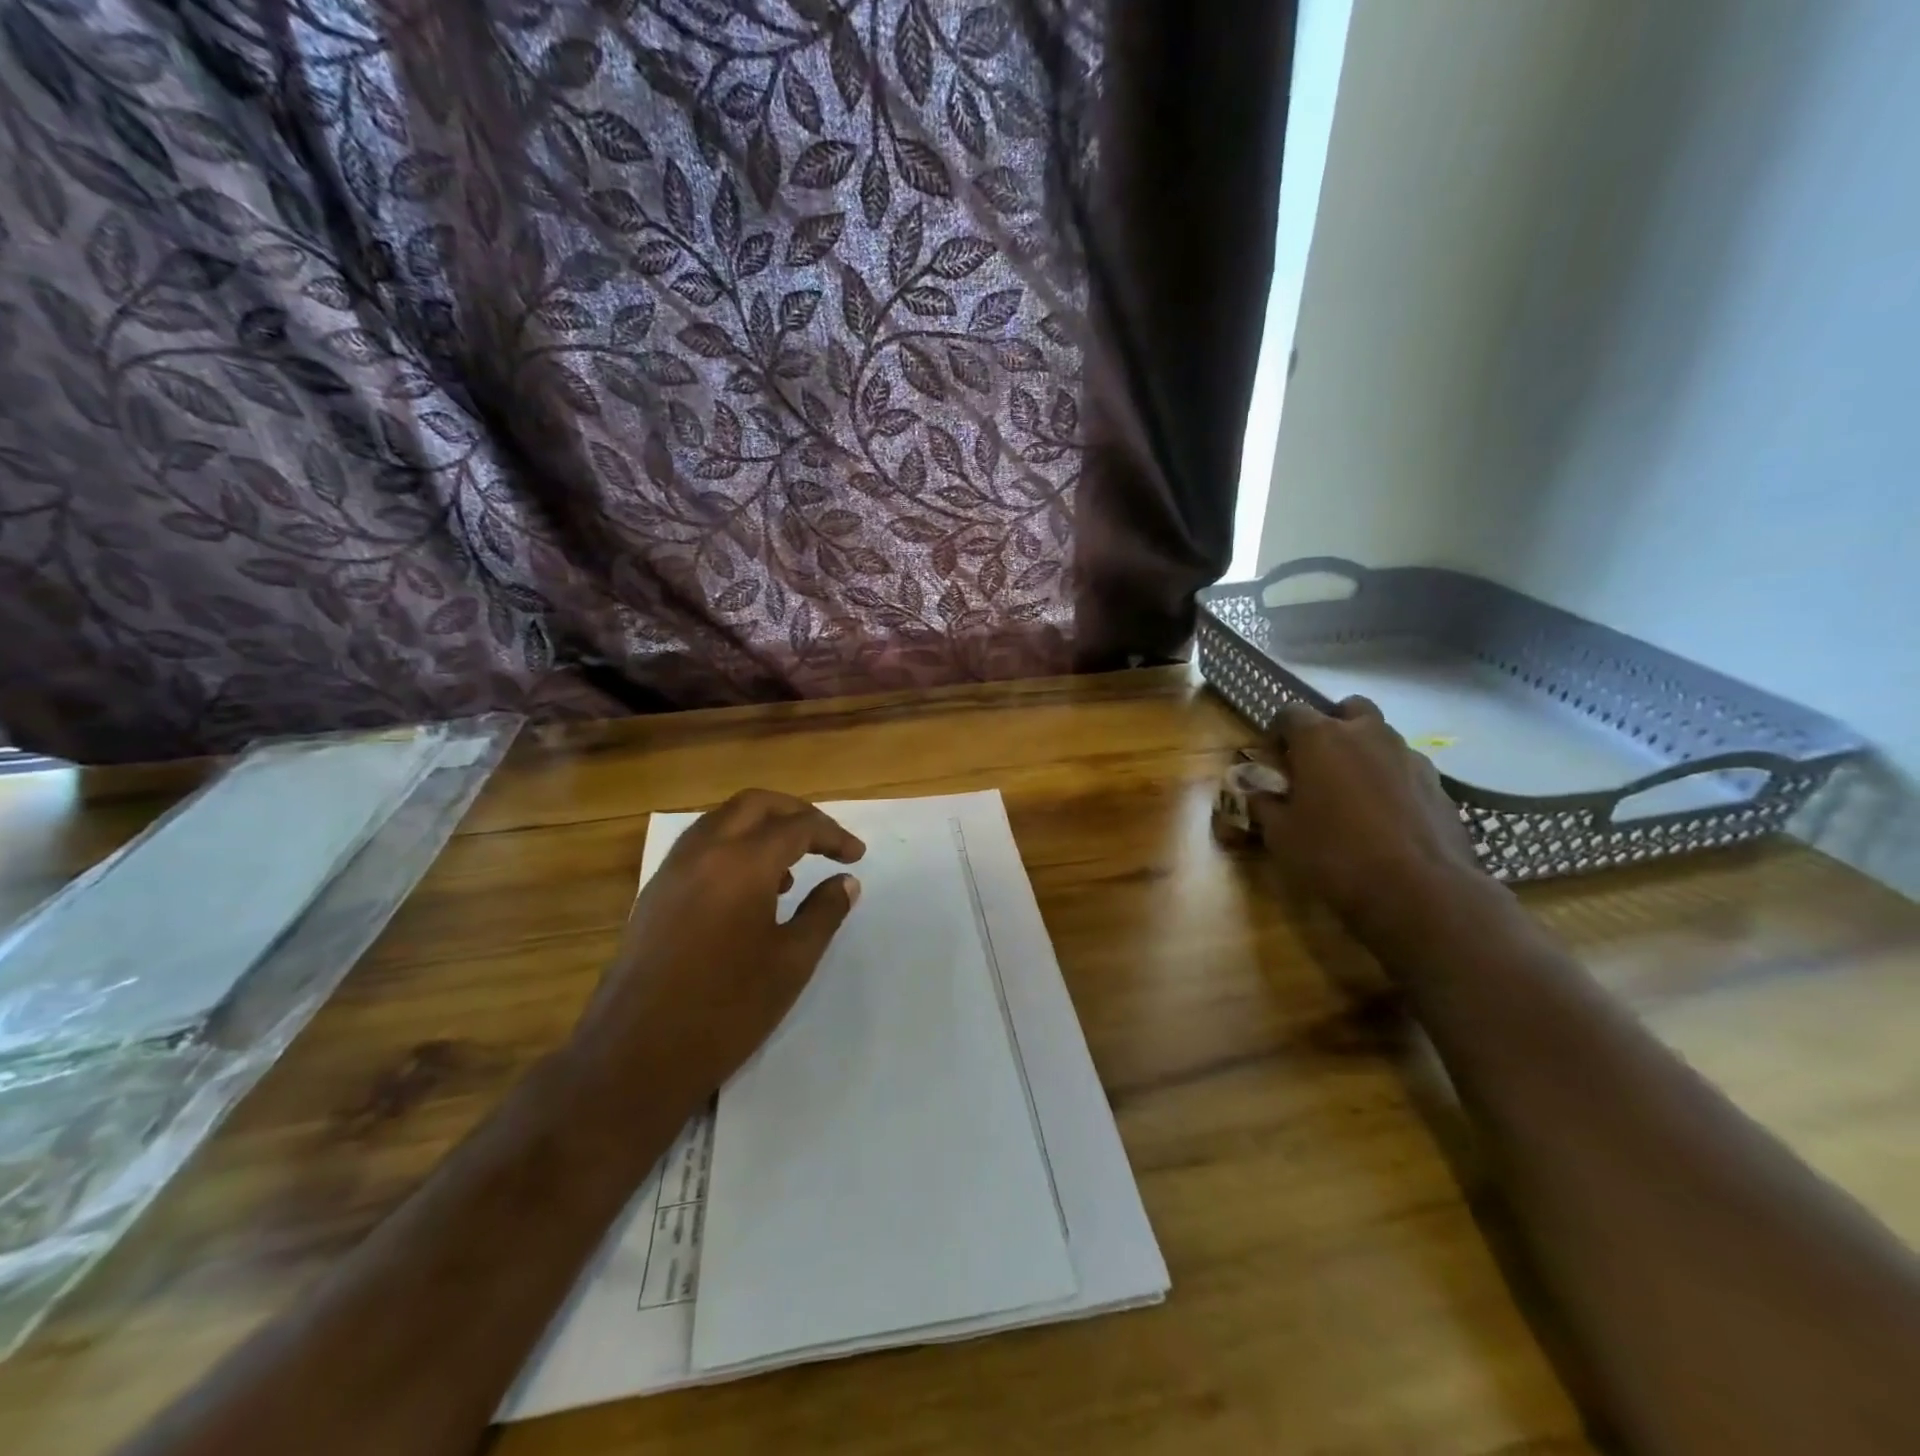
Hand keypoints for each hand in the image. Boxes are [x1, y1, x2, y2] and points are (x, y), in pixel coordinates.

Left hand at [574, 789, 865, 1109]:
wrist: (636, 1055)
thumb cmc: (726, 1008)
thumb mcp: (792, 962)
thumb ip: (824, 912)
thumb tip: (845, 882)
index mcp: (742, 863)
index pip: (797, 827)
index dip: (832, 835)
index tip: (856, 856)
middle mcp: (704, 851)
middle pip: (755, 804)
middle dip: (795, 812)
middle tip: (825, 839)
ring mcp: (673, 869)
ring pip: (723, 820)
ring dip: (761, 826)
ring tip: (791, 866)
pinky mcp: (655, 892)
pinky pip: (700, 846)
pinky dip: (732, 846)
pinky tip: (750, 890)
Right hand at [1250, 697, 1480, 947]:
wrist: (1420, 890)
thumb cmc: (1334, 855)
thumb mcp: (1280, 834)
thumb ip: (1264, 804)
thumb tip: (1256, 791)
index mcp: (1321, 738)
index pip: (1290, 712)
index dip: (1277, 733)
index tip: (1274, 760)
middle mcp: (1367, 735)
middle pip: (1348, 708)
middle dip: (1331, 726)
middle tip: (1318, 762)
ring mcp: (1409, 756)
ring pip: (1382, 737)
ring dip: (1364, 752)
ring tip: (1352, 793)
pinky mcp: (1439, 785)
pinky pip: (1406, 769)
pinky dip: (1392, 781)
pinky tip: (1385, 817)